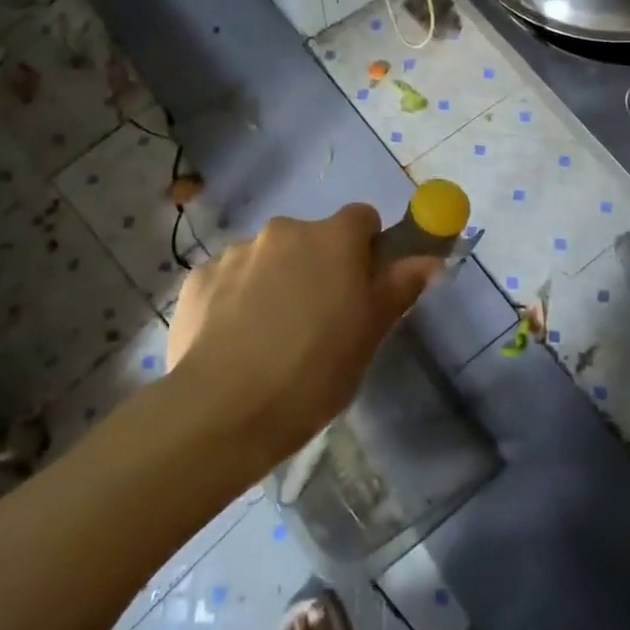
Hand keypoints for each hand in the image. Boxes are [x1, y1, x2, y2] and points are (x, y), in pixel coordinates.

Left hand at [166, 204, 441, 464]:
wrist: (220, 411)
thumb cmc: (312, 373)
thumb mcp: (369, 335)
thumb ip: (399, 288)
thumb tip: (431, 260)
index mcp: (331, 239)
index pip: (361, 218)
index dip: (366, 248)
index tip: (362, 288)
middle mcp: (283, 230)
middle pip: (312, 238)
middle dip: (318, 267)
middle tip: (317, 321)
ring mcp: (235, 251)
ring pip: (269, 257)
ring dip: (276, 281)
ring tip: (269, 338)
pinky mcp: (198, 278)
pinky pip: (229, 279)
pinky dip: (236, 299)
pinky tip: (233, 342)